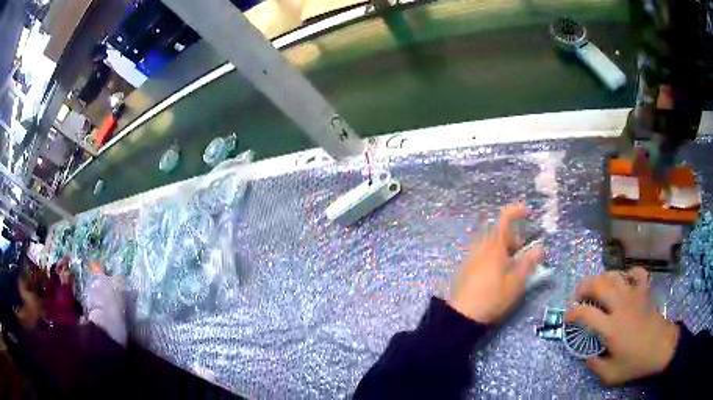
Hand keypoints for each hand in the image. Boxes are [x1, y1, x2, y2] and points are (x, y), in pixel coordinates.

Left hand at [447, 203, 543, 323]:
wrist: (462, 315)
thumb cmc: (493, 297)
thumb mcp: (516, 282)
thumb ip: (529, 262)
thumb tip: (540, 248)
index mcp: (493, 245)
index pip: (504, 218)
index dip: (516, 210)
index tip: (528, 211)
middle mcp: (480, 246)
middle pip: (498, 231)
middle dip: (512, 236)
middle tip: (522, 250)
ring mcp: (471, 257)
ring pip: (490, 243)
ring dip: (503, 247)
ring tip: (512, 264)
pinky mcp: (466, 268)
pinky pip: (483, 253)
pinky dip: (494, 256)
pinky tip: (499, 273)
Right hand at [565, 267, 679, 385]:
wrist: (661, 348)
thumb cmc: (636, 362)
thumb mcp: (610, 375)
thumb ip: (595, 364)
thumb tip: (586, 354)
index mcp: (611, 327)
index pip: (586, 313)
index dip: (572, 313)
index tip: (567, 317)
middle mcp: (621, 306)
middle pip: (599, 285)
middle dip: (584, 287)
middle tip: (578, 296)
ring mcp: (634, 294)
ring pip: (615, 275)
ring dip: (602, 279)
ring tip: (598, 288)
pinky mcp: (645, 291)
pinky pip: (636, 272)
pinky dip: (628, 273)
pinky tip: (625, 281)